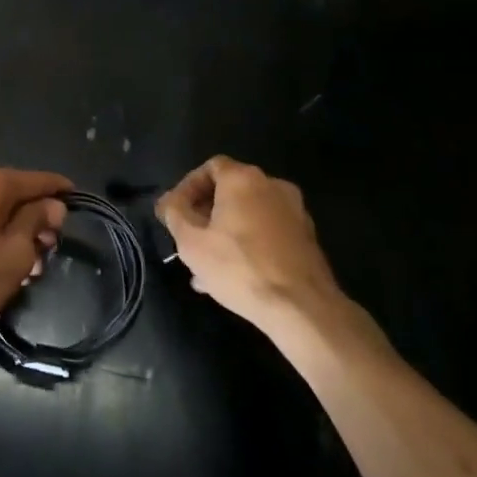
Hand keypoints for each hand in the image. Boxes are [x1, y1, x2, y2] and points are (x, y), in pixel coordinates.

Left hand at [0, 167, 70, 337]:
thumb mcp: (16, 254)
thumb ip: (37, 221)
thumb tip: (52, 205)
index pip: (35, 179)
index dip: (59, 191)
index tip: (77, 201)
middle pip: (12, 194)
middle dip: (34, 220)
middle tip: (48, 252)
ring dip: (13, 232)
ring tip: (27, 268)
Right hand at [156, 156, 347, 332]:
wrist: (302, 308)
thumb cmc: (239, 267)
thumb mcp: (191, 242)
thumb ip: (174, 214)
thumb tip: (169, 202)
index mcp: (244, 179)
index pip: (210, 167)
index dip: (187, 187)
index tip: (175, 213)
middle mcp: (273, 186)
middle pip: (230, 191)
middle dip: (205, 214)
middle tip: (189, 240)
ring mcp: (295, 212)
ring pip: (249, 215)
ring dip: (225, 233)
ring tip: (207, 266)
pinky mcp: (307, 239)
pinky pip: (267, 233)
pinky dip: (248, 244)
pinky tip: (234, 276)